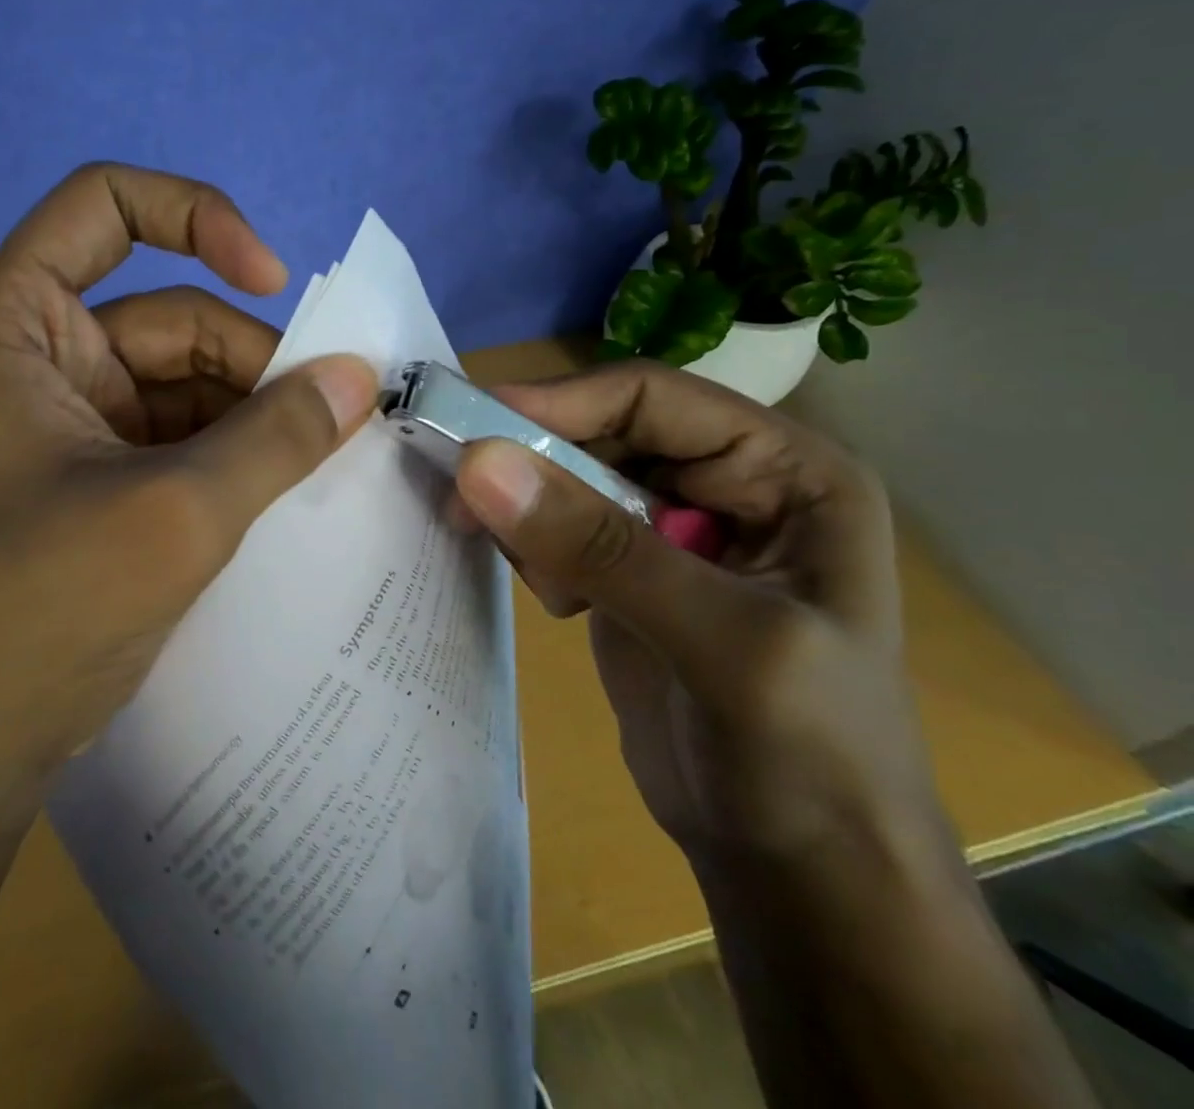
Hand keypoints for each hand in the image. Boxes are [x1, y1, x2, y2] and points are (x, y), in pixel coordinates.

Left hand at [0, 163, 379, 782]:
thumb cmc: (41, 609)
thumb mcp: (175, 512)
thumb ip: (275, 436)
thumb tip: (359, 376)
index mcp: (14, 327)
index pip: (102, 205)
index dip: (195, 216)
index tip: (270, 279)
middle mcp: (37, 358)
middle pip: (168, 313)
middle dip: (253, 360)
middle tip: (334, 415)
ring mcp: (67, 420)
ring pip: (184, 380)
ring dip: (253, 411)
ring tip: (320, 457)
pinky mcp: (94, 475)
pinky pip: (179, 434)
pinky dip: (233, 451)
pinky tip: (285, 485)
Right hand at [454, 362, 950, 871]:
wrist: (801, 870)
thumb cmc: (805, 757)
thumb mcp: (719, 641)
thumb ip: (598, 546)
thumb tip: (476, 462)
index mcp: (786, 471)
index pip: (652, 397)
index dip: (561, 403)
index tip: (471, 431)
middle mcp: (730, 483)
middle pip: (602, 430)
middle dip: (533, 461)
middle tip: (462, 497)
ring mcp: (674, 528)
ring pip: (570, 475)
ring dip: (529, 507)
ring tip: (535, 575)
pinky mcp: (628, 569)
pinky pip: (559, 525)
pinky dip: (534, 545)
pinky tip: (554, 599)